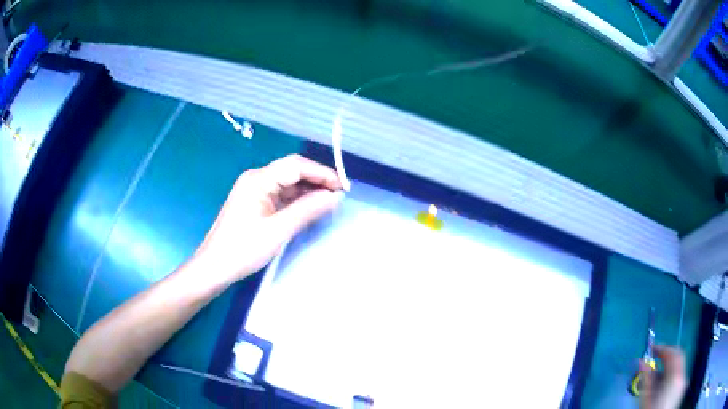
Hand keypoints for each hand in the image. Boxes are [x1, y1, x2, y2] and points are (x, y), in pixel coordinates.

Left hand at [192, 155, 342, 285]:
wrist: (214, 267)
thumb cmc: (243, 249)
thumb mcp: (278, 230)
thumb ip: (308, 210)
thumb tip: (335, 197)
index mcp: (258, 179)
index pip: (296, 166)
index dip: (322, 173)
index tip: (343, 187)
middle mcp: (256, 179)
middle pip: (292, 172)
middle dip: (316, 181)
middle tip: (339, 196)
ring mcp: (254, 191)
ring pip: (287, 184)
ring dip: (308, 191)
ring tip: (329, 203)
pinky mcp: (254, 203)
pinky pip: (280, 196)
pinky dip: (296, 201)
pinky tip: (310, 209)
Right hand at [639, 346, 687, 408]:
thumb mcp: (646, 400)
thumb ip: (645, 380)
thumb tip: (640, 361)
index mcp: (675, 378)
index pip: (673, 353)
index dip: (663, 348)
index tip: (651, 349)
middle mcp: (682, 377)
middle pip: (677, 359)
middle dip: (666, 358)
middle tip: (653, 361)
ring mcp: (682, 385)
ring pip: (677, 370)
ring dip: (666, 371)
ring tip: (652, 382)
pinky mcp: (680, 392)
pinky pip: (677, 379)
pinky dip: (668, 379)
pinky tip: (658, 391)